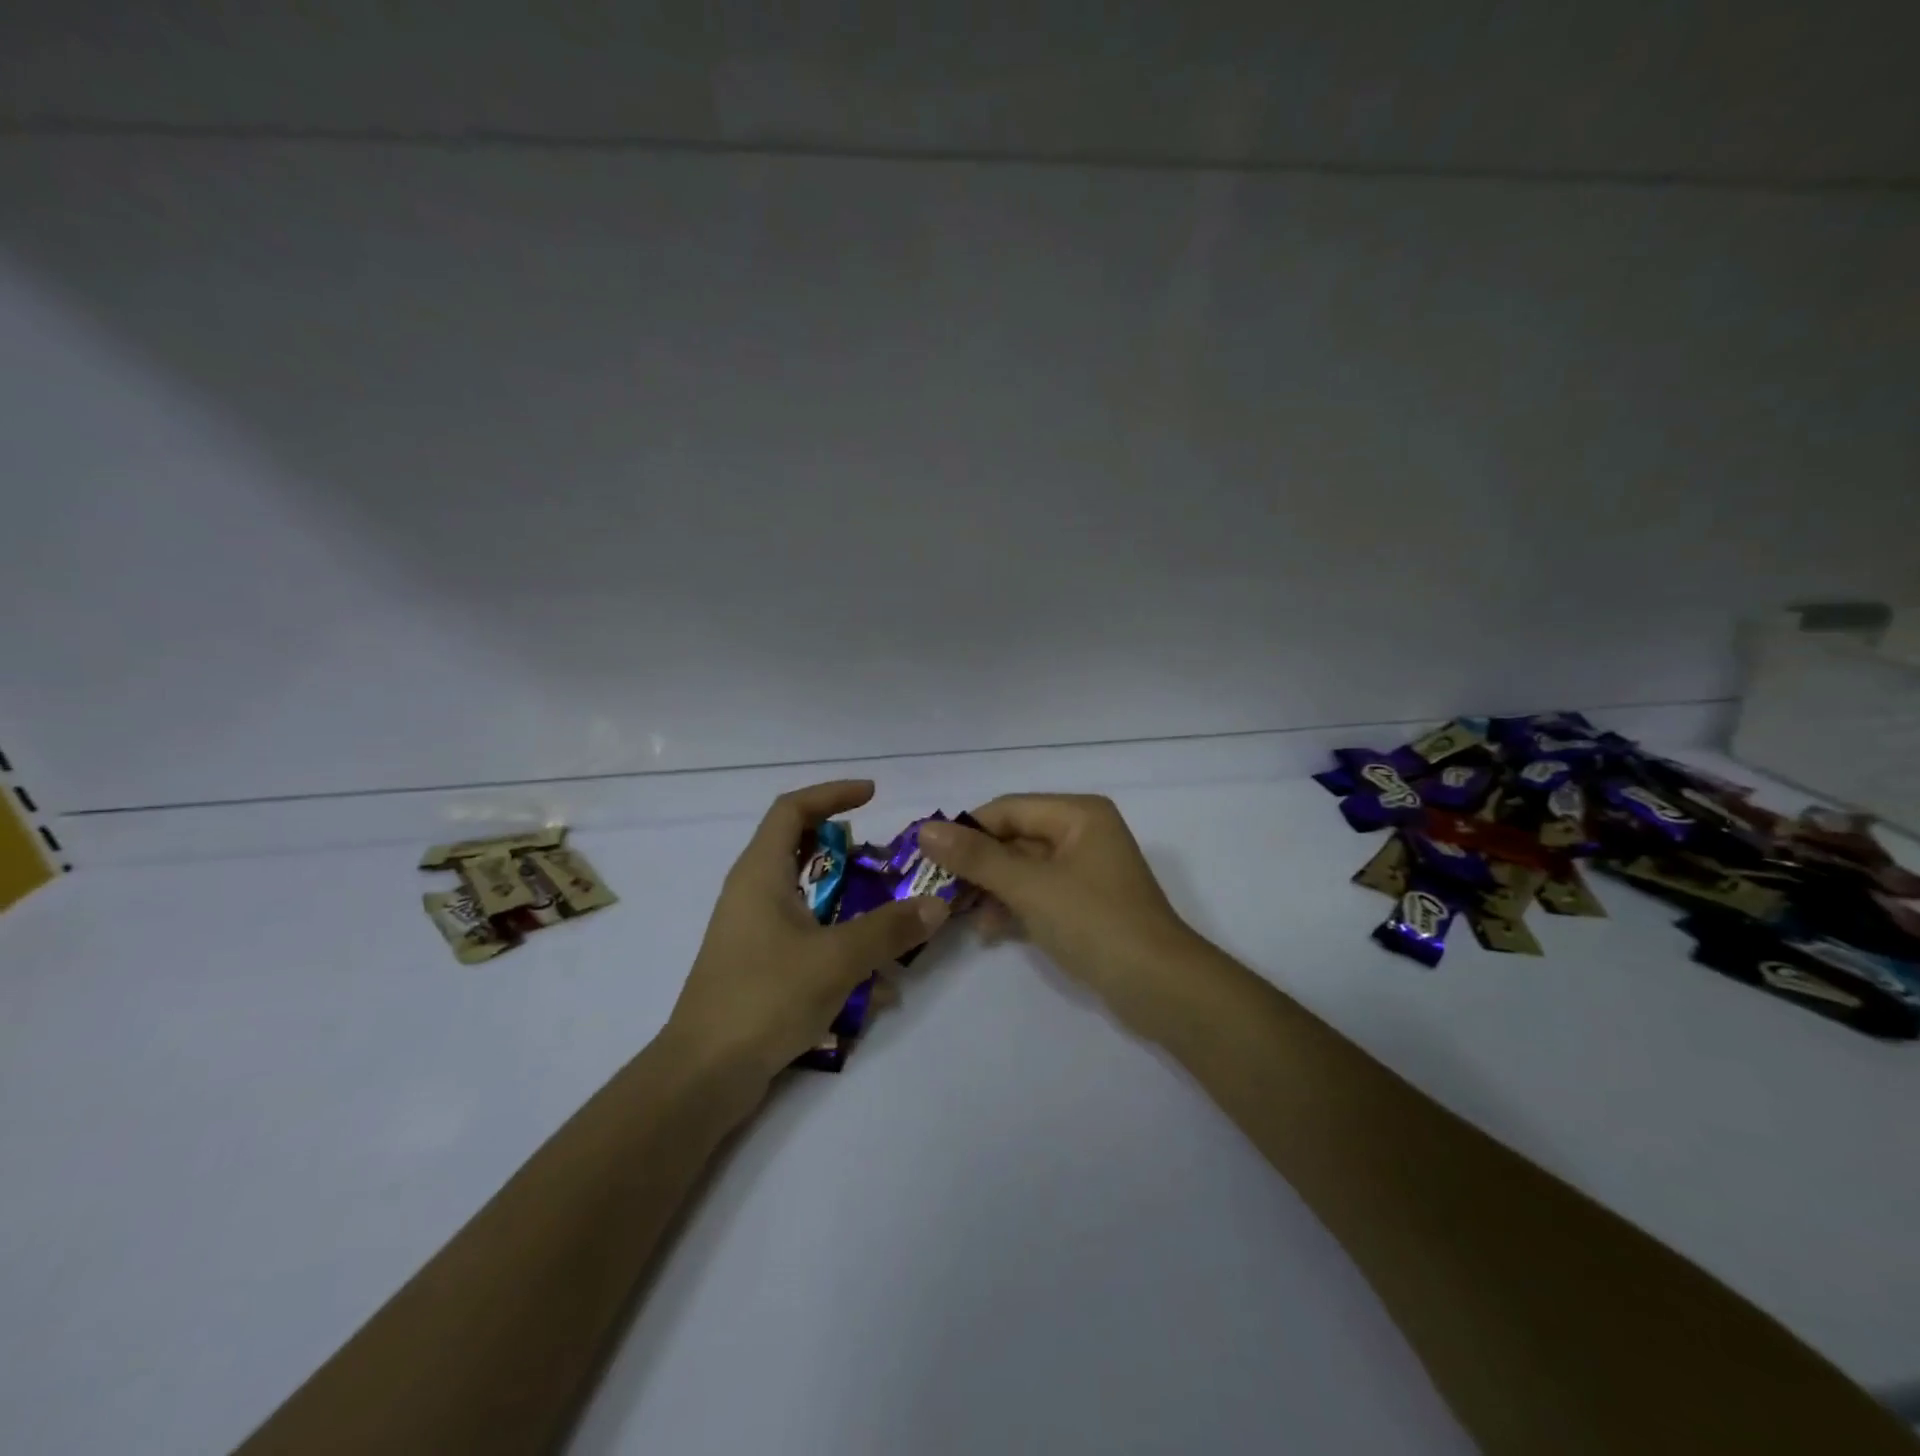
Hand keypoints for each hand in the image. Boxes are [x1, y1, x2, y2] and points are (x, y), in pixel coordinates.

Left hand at [666, 781, 948, 1083]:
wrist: (704, 1074)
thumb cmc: (764, 998)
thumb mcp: (837, 959)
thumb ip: (889, 928)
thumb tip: (936, 904)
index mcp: (760, 873)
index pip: (793, 809)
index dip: (832, 794)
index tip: (873, 796)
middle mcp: (752, 892)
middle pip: (800, 848)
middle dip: (848, 850)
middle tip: (886, 861)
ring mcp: (753, 931)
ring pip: (807, 895)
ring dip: (848, 900)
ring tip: (889, 916)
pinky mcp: (758, 964)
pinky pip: (805, 935)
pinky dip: (838, 941)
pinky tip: (873, 982)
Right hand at [919, 795, 1196, 1029]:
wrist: (1160, 987)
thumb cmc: (1094, 922)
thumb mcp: (1030, 886)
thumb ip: (977, 858)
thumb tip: (926, 830)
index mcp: (1078, 814)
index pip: (1008, 809)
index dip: (965, 830)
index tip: (926, 856)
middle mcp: (1083, 833)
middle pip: (1015, 838)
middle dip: (977, 865)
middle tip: (937, 890)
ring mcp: (1086, 871)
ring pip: (1024, 869)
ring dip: (992, 889)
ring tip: (959, 916)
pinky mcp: (1086, 904)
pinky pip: (1039, 893)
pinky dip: (1014, 907)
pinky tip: (991, 932)